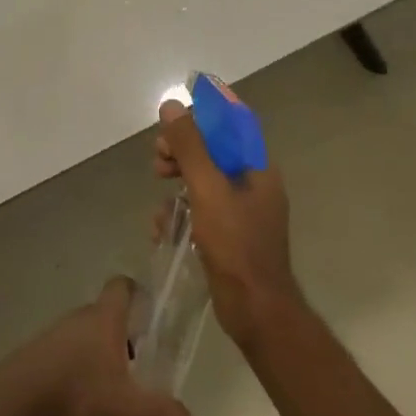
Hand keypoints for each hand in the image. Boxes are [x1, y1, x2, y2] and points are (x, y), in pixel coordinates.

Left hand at [0, 278, 193, 415]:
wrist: (11, 407)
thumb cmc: (74, 396)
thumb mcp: (126, 411)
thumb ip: (162, 415)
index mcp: (104, 318)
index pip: (122, 286)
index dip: (138, 293)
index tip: (151, 314)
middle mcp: (79, 317)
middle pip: (106, 315)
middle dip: (124, 337)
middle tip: (139, 368)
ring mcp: (53, 335)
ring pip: (85, 337)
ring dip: (99, 357)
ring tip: (111, 393)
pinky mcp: (35, 356)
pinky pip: (64, 355)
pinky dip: (76, 371)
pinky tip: (80, 403)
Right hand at [155, 100, 301, 348]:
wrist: (255, 310)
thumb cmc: (236, 243)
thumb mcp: (208, 188)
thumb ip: (190, 146)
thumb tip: (171, 105)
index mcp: (258, 167)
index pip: (233, 123)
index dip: (203, 115)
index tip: (173, 121)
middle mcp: (253, 184)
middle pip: (214, 151)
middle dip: (182, 151)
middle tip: (158, 159)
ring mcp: (242, 212)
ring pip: (203, 181)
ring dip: (177, 181)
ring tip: (157, 192)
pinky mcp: (228, 236)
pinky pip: (201, 211)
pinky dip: (180, 213)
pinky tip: (161, 227)